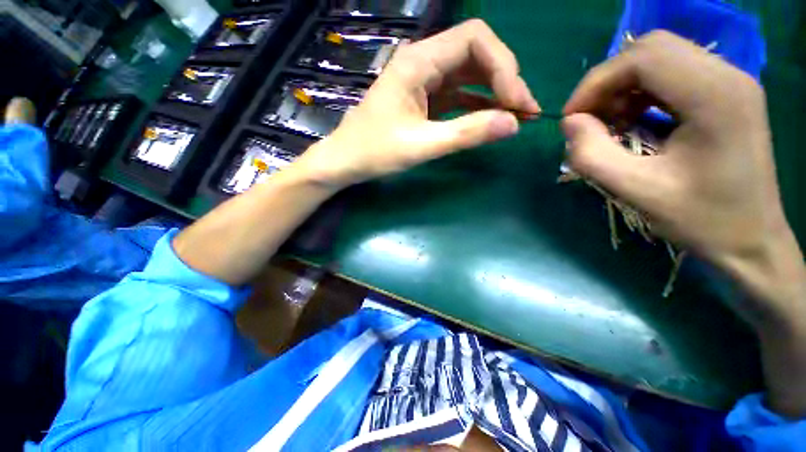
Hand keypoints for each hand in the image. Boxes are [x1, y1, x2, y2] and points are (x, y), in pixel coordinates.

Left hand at [293, 19, 539, 188]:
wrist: (347, 161)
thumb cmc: (374, 152)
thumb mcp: (421, 145)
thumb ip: (466, 133)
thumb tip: (513, 124)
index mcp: (418, 62)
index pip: (474, 40)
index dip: (503, 65)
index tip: (517, 101)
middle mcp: (423, 62)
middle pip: (477, 54)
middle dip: (505, 79)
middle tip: (525, 111)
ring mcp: (425, 81)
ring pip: (470, 74)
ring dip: (495, 92)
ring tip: (517, 116)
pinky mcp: (426, 99)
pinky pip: (460, 93)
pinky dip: (479, 104)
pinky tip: (493, 118)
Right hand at [562, 31, 805, 416]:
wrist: (755, 251)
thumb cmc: (704, 231)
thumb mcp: (637, 193)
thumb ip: (592, 153)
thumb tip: (568, 127)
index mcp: (709, 96)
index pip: (637, 56)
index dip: (595, 84)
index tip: (570, 121)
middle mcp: (720, 78)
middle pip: (643, 53)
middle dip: (603, 89)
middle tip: (585, 131)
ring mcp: (722, 87)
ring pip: (651, 67)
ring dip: (618, 100)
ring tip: (608, 140)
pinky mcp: (716, 102)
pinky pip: (661, 86)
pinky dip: (635, 107)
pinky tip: (633, 138)